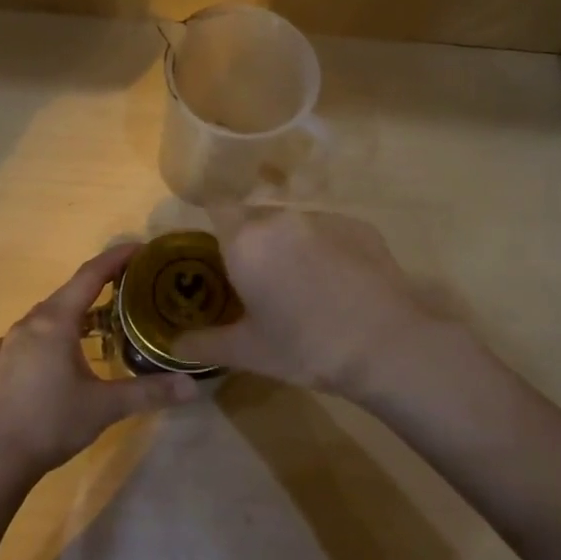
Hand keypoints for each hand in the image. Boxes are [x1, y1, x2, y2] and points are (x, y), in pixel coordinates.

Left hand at [0, 242, 198, 478]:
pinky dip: (42, 337)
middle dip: (99, 286)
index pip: (90, 276)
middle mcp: (29, 323)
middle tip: (129, 289)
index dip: (116, 259)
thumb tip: (193, 385)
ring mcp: (7, 343)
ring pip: (45, 316)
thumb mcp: (106, 407)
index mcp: (56, 321)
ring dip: (72, 313)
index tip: (140, 248)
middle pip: (68, 293)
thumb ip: (150, 391)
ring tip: (96, 323)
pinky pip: (22, 339)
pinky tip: (45, 354)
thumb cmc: (52, 423)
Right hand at [170, 205, 472, 401]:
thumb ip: (204, 344)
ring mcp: (324, 218)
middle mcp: (281, 219)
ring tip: (304, 286)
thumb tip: (173, 346)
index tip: (217, 250)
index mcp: (246, 242)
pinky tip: (339, 284)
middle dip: (253, 242)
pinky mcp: (359, 226)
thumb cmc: (307, 347)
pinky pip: (329, 231)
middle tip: (260, 281)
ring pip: (293, 225)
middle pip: (256, 218)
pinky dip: (326, 249)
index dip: (213, 223)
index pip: (217, 207)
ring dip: (290, 245)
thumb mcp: (249, 352)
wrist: (387, 345)